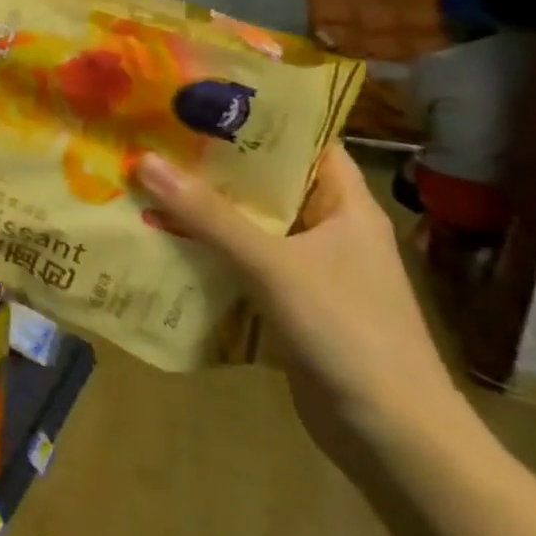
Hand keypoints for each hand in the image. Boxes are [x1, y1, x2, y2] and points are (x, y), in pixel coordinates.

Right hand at [133, 145, 464, 473]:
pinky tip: (159, 240)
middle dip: (210, 164)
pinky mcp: (289, 303)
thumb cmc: (347, 331)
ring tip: (142, 181)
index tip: (197, 100)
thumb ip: (207, 215)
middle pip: (265, 183)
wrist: (393, 435)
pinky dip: (204, 249)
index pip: (304, 144)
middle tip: (150, 138)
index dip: (257, 118)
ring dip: (200, 209)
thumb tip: (143, 161)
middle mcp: (328, 230)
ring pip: (247, 224)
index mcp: (345, 208)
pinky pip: (240, 262)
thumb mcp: (272, 264)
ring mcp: (309, 269)